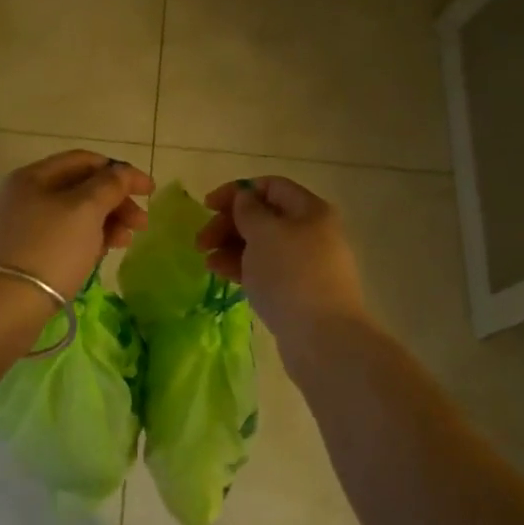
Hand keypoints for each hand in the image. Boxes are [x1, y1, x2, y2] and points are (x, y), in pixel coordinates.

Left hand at [0, 150, 153, 300]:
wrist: (1, 307)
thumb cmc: (49, 249)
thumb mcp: (85, 210)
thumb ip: (109, 185)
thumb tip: (122, 172)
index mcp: (32, 176)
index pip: (84, 160)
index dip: (120, 171)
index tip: (150, 191)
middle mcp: (21, 196)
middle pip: (78, 189)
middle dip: (114, 202)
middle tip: (141, 224)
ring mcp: (17, 227)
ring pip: (70, 217)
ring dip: (104, 224)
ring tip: (124, 243)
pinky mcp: (18, 256)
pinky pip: (59, 239)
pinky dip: (84, 242)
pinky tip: (99, 256)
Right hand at [195, 176, 366, 342]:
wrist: (322, 338)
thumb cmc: (291, 275)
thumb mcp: (264, 233)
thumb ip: (248, 210)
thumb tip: (245, 198)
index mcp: (310, 210)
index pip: (271, 186)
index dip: (237, 191)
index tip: (207, 206)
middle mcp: (312, 232)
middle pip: (264, 216)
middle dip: (229, 223)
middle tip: (201, 240)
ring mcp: (306, 264)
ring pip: (262, 245)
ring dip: (231, 247)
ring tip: (207, 261)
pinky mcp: (298, 291)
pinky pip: (266, 269)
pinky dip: (242, 267)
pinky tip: (220, 274)